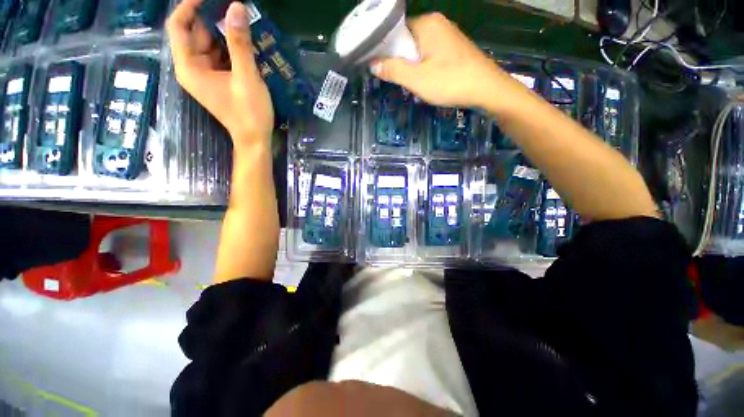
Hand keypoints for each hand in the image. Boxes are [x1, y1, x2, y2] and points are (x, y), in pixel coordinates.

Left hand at [166, 0, 273, 148]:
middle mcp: (192, 67)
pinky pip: (220, 55)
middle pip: (195, 32)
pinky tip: (246, 43)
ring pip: (209, 43)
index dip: (189, 6)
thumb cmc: (249, 113)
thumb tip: (236, 6)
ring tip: (244, 24)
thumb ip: (240, 43)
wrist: (255, 139)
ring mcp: (205, 74)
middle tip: (235, 9)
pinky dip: (231, 47)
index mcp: (189, 67)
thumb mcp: (246, 77)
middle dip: (213, 18)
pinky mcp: (217, 79)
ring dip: (225, 32)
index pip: (178, 26)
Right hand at [371, 13, 513, 109]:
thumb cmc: (450, 82)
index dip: (386, 48)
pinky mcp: (455, 47)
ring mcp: (448, 35)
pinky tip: (427, 80)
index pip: (396, 30)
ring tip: (412, 82)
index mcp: (426, 23)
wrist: (486, 89)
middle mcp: (438, 23)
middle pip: (408, 39)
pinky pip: (432, 53)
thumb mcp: (416, 79)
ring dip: (412, 65)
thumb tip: (372, 64)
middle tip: (398, 79)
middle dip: (400, 59)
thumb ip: (393, 70)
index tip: (380, 66)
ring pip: (420, 48)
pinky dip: (425, 65)